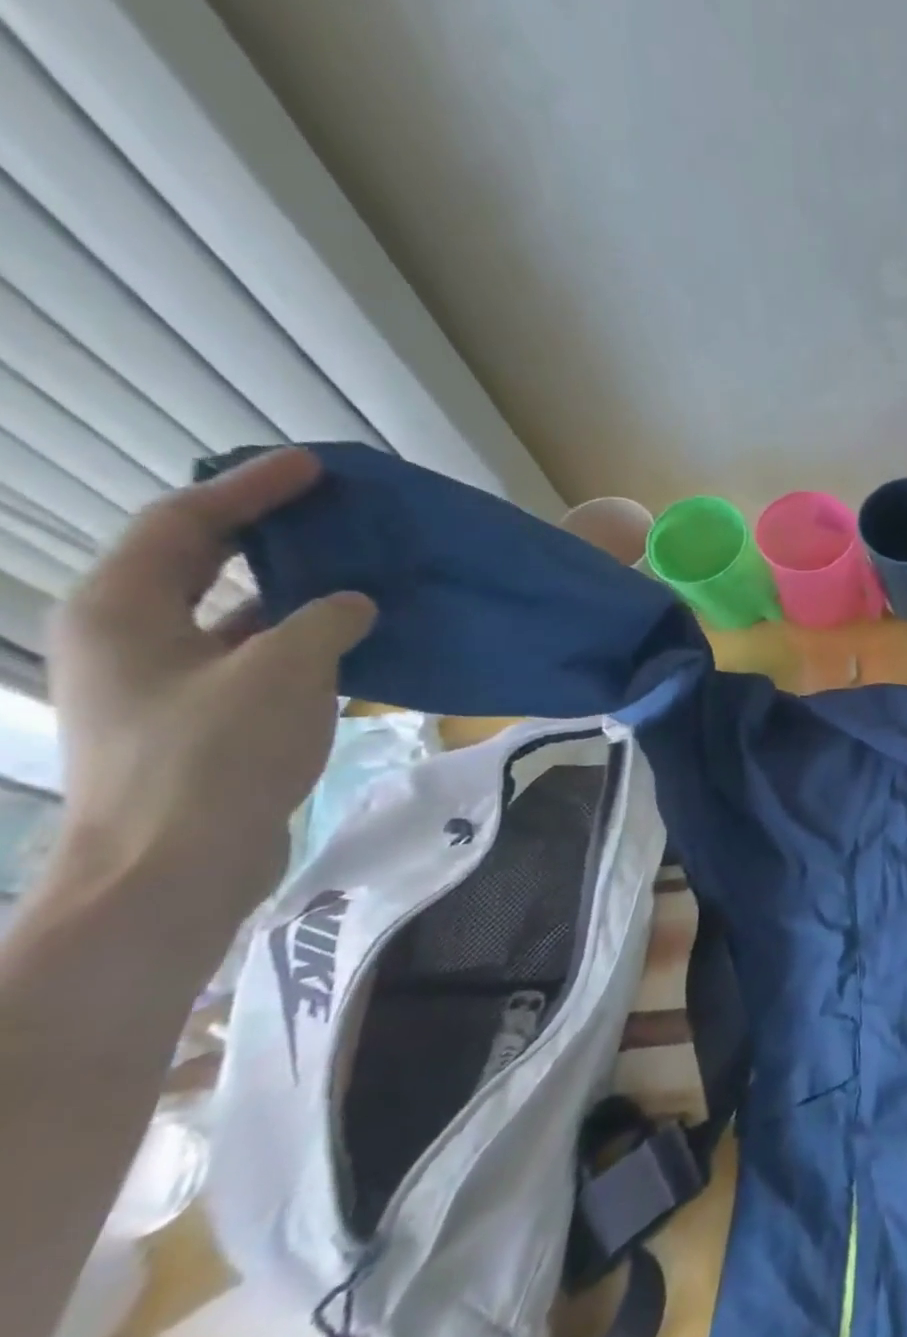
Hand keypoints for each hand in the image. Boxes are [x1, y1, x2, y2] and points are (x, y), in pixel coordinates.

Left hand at [49, 449, 374, 931]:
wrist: (171, 868)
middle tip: (329, 514)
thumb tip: (353, 602)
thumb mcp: (285, 672)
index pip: (188, 522)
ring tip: (349, 573)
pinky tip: (345, 643)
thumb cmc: (216, 755)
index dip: (253, 488)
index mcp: (123, 608)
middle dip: (262, 533)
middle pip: (196, 562)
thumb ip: (325, 621)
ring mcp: (157, 682)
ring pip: (225, 614)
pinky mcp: (191, 720)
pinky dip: (293, 641)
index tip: (313, 467)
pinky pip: (246, 658)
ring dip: (286, 592)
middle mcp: (127, 636)